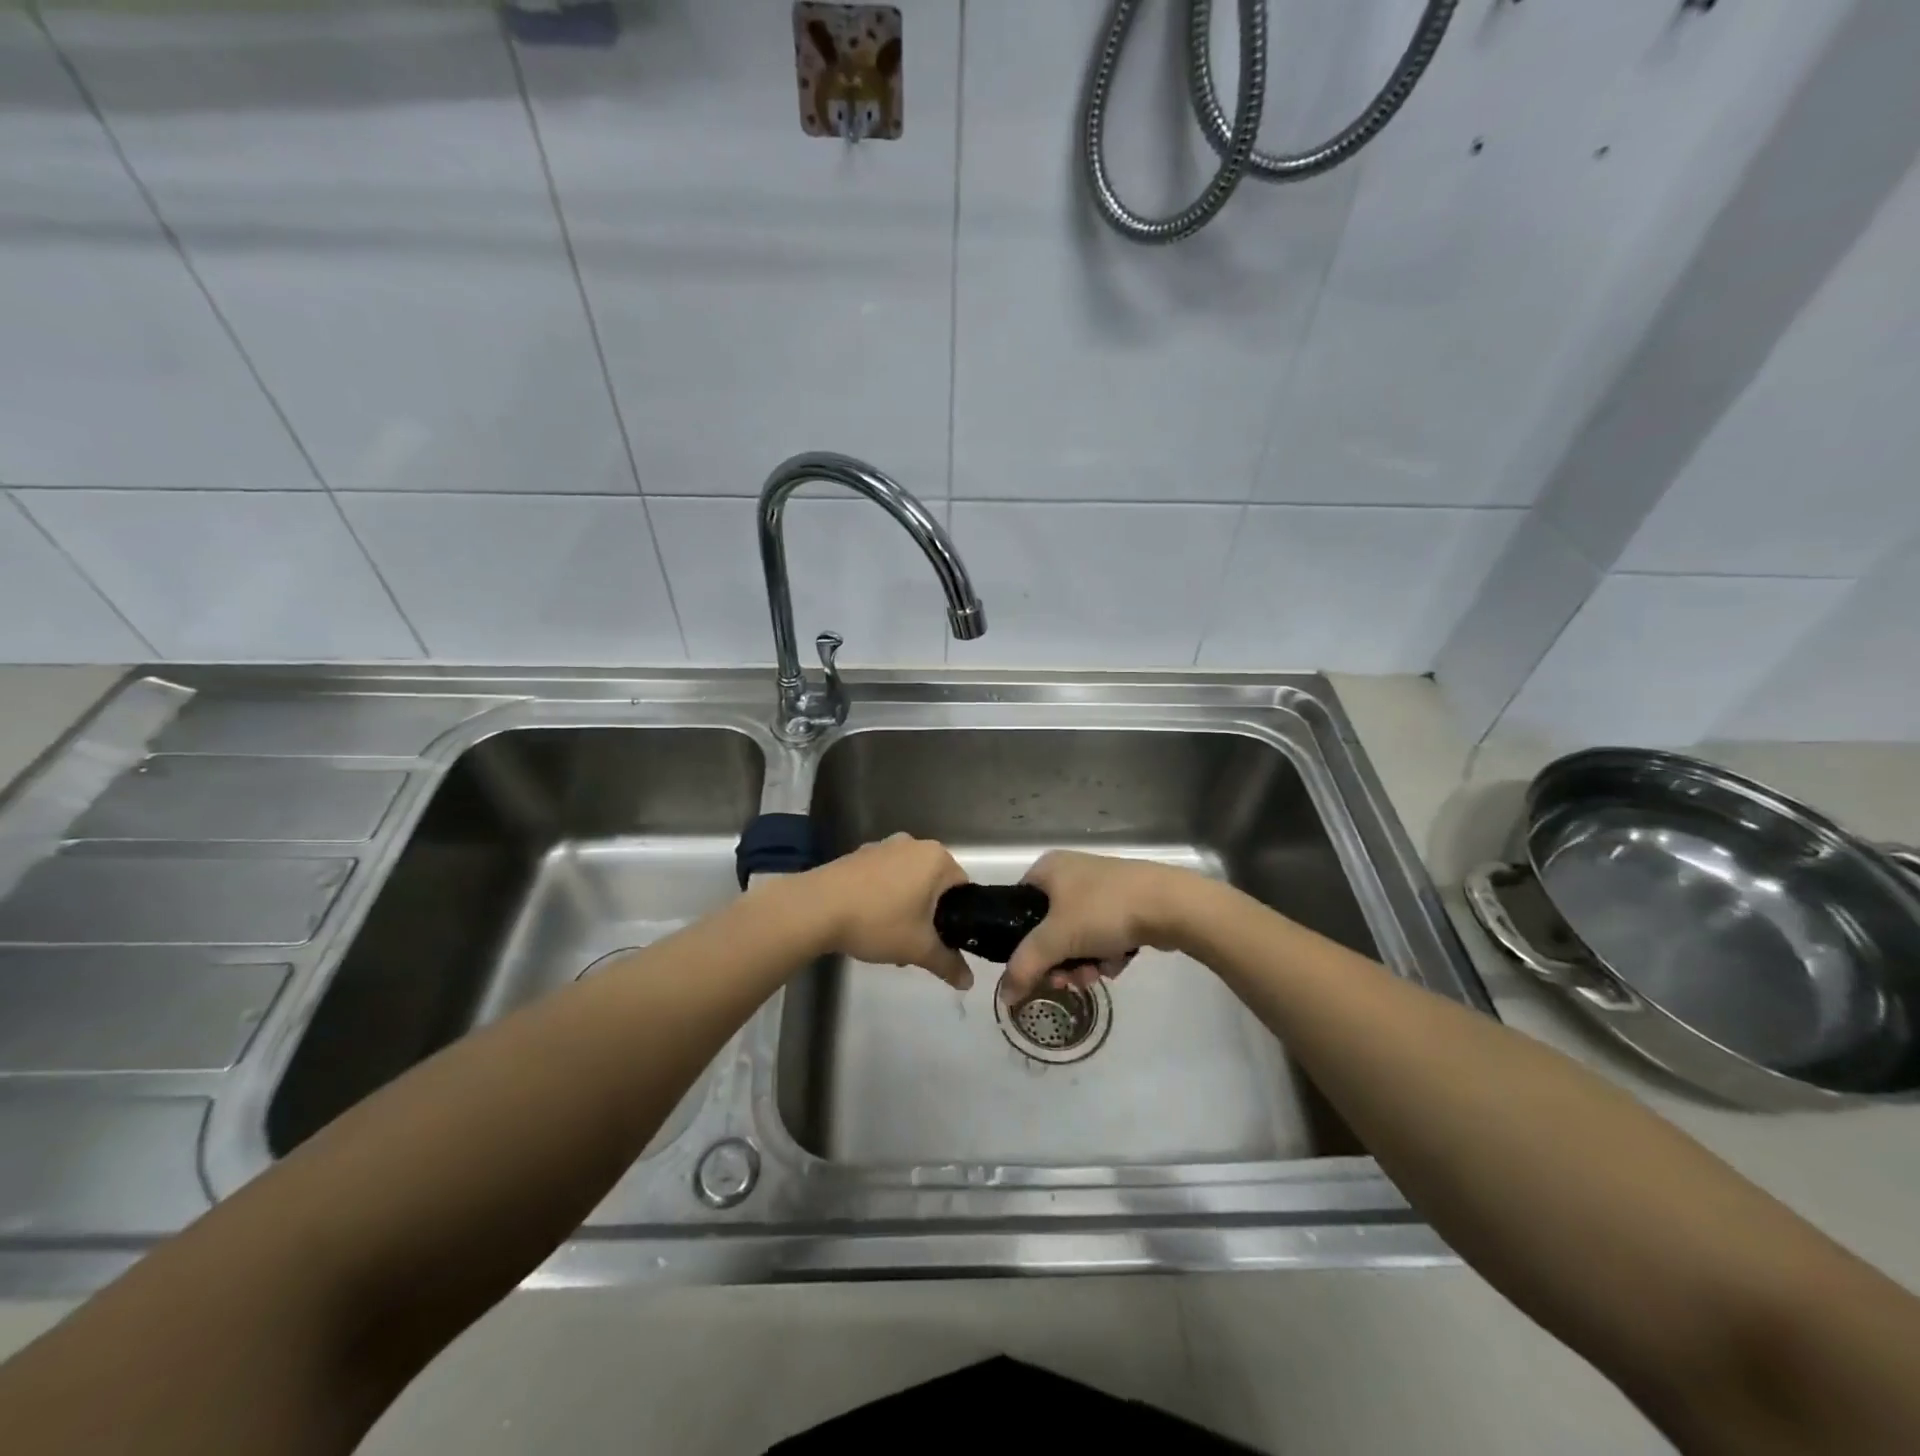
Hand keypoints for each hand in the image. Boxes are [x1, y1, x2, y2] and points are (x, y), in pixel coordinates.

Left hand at [804, 833, 973, 988]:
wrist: (817, 907)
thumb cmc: (878, 921)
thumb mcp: (919, 949)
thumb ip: (948, 964)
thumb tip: (969, 983)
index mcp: (936, 858)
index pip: (963, 888)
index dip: (958, 917)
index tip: (942, 940)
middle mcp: (914, 844)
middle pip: (934, 884)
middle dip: (928, 915)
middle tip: (916, 944)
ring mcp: (884, 846)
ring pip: (908, 881)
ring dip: (906, 907)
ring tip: (888, 939)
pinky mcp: (859, 854)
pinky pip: (883, 877)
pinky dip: (883, 897)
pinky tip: (868, 922)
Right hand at [1002, 851, 1192, 1001]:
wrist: (1169, 904)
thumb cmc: (1103, 910)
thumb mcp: (1055, 939)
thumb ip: (1024, 966)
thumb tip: (1003, 996)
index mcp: (1048, 868)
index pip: (1018, 906)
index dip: (1020, 941)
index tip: (1035, 967)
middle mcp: (1071, 873)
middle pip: (1049, 928)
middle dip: (1059, 960)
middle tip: (1067, 979)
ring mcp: (1101, 888)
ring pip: (1078, 936)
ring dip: (1083, 962)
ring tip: (1097, 973)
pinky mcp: (1126, 903)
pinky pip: (1103, 934)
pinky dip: (1106, 953)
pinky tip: (1118, 962)